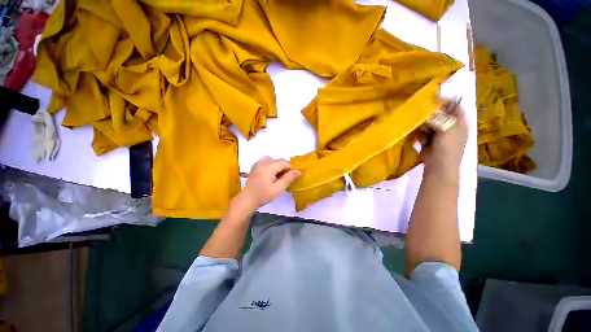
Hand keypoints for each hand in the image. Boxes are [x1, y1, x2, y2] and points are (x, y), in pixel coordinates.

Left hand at [234, 156, 301, 211]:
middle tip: (288, 178)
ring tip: (280, 176)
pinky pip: (266, 161)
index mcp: (268, 167)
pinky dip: (272, 165)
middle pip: (279, 160)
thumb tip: (299, 171)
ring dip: (279, 166)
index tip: (296, 175)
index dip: (292, 168)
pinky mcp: (255, 167)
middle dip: (285, 167)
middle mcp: (262, 162)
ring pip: (273, 160)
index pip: (284, 162)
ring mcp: (258, 164)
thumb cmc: (262, 196)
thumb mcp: (277, 189)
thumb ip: (288, 179)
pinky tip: (272, 174)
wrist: (247, 200)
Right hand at [421, 103, 468, 179]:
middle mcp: (450, 126)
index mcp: (460, 122)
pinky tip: (417, 134)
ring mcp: (439, 133)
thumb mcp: (447, 128)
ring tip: (417, 122)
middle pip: (441, 114)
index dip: (446, 101)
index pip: (455, 106)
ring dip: (423, 122)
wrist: (439, 164)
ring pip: (430, 122)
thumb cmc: (447, 146)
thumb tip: (431, 106)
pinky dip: (419, 132)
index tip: (432, 98)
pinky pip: (423, 132)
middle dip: (431, 111)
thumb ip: (440, 116)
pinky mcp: (429, 140)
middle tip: (420, 109)